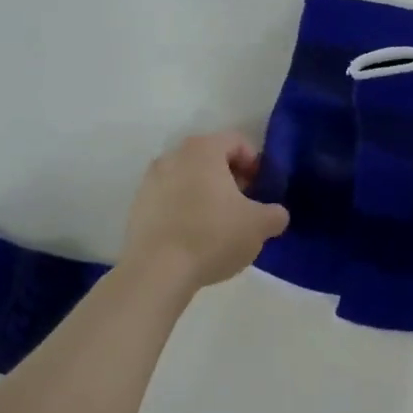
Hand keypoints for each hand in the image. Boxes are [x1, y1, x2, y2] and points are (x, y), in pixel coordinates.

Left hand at [122, 133, 289, 290]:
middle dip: (230, 178)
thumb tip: (275, 215)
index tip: (260, 188)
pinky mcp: (137, 207)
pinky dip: (184, 209)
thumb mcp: (259, 226)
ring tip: (218, 224)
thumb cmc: (213, 236)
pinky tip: (194, 237)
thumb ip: (275, 214)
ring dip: (206, 194)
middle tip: (243, 206)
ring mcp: (150, 181)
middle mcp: (173, 156)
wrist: (157, 271)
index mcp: (203, 150)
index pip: (236, 141)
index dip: (254, 162)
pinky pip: (169, 199)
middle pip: (210, 158)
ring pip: (188, 179)